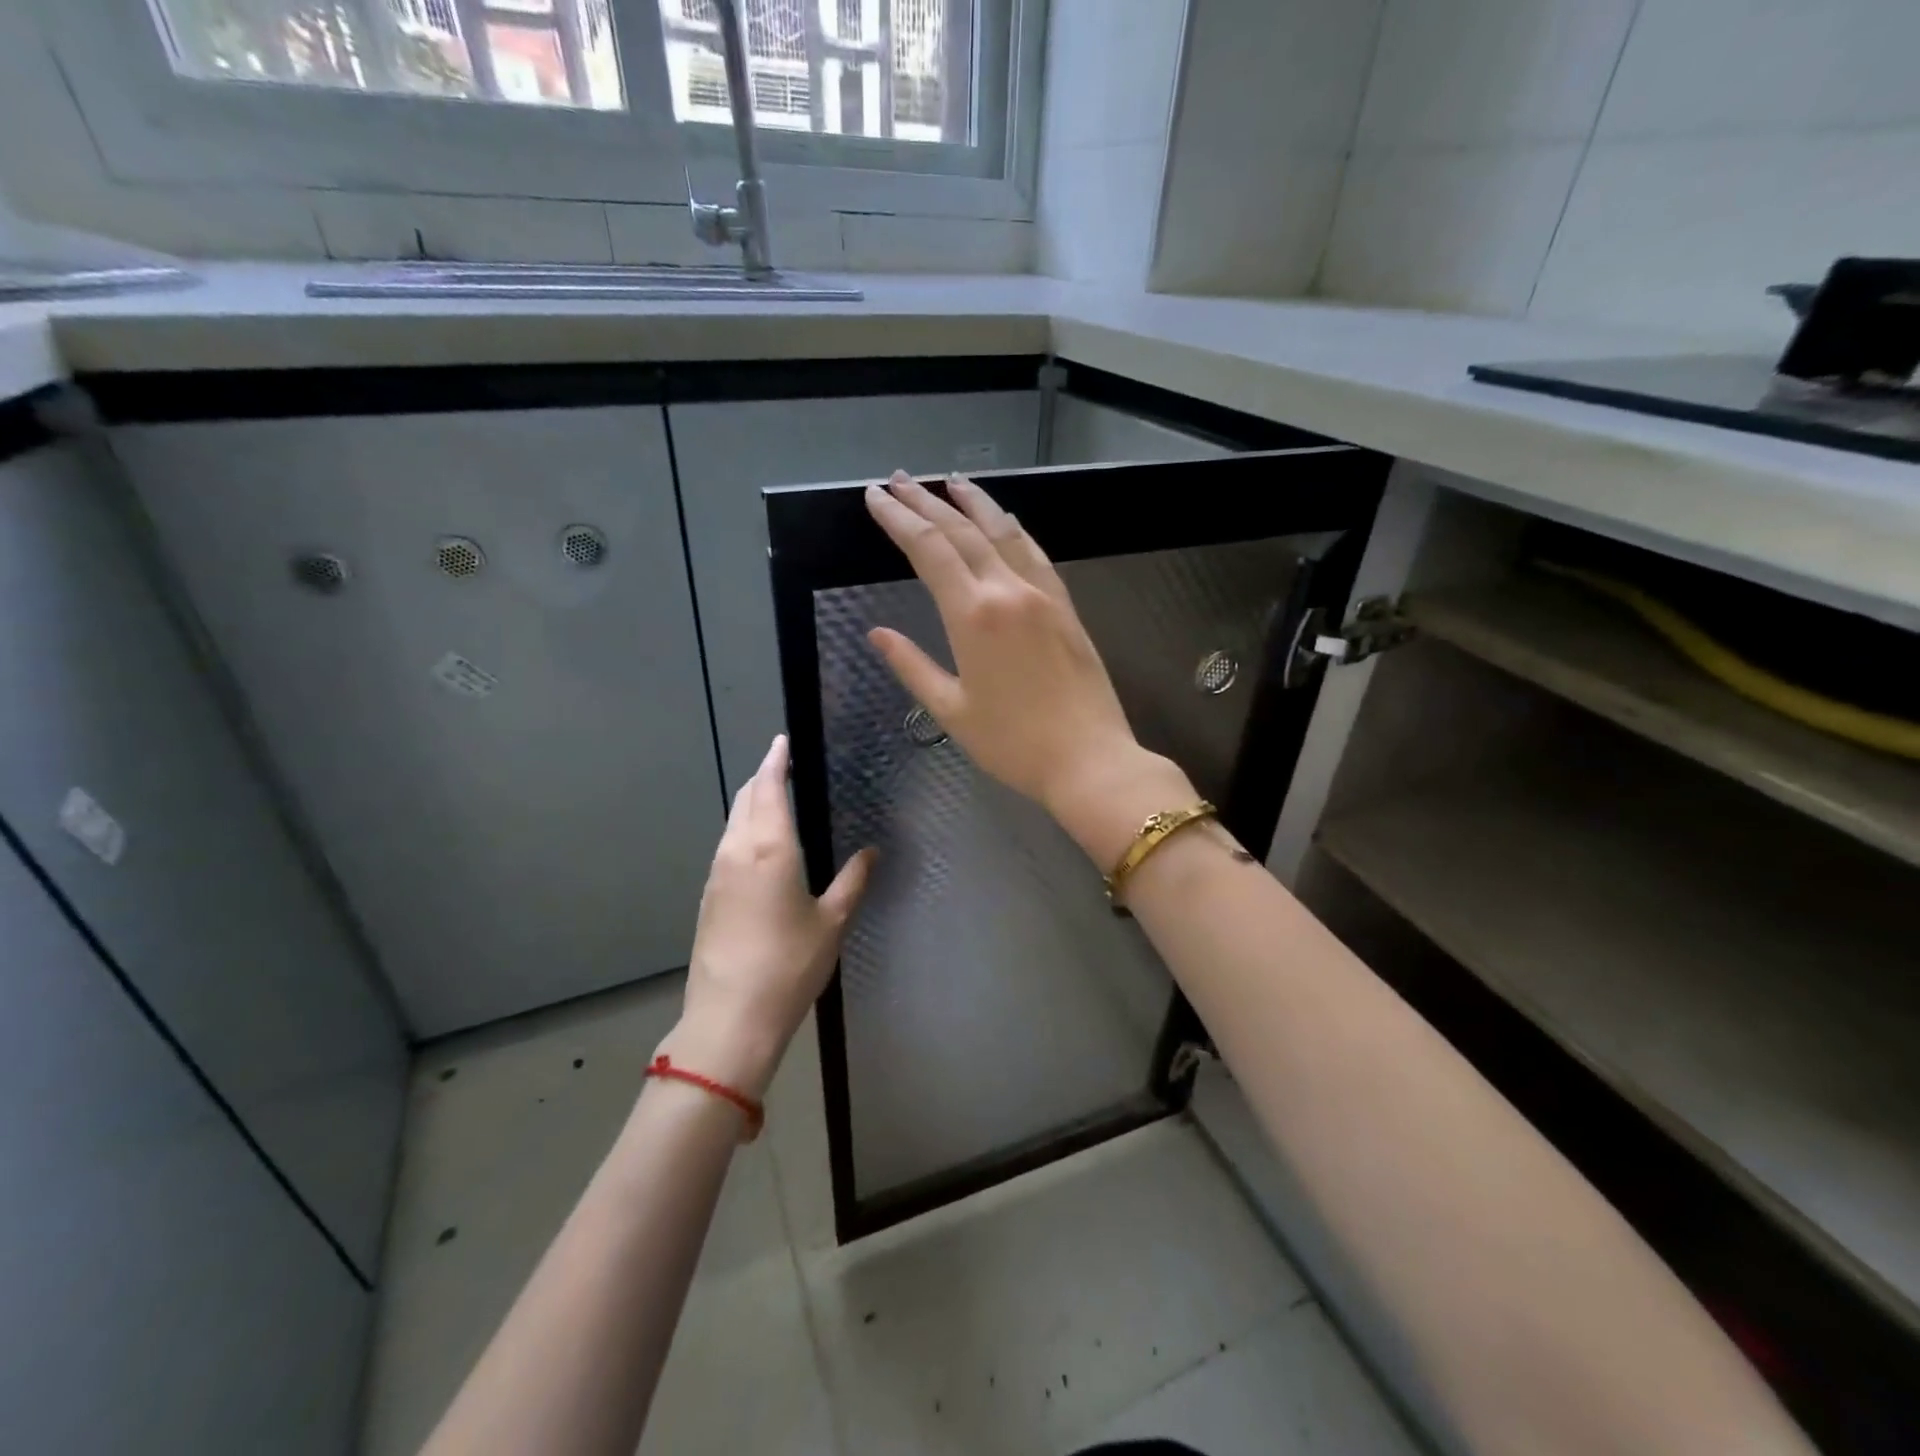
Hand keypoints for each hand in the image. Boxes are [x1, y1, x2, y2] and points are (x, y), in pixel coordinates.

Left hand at [660, 735, 873, 1099]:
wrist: (730, 1017)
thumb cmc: (789, 965)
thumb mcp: (832, 922)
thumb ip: (853, 881)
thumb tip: (872, 852)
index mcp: (770, 848)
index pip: (770, 788)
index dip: (776, 760)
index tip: (783, 740)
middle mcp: (737, 851)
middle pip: (746, 798)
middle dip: (763, 775)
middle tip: (783, 762)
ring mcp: (717, 873)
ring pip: (732, 821)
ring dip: (751, 801)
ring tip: (774, 796)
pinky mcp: (709, 895)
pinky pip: (727, 845)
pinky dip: (743, 828)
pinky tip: (760, 844)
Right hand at [864, 471, 1194, 864]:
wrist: (1090, 760)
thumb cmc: (1013, 744)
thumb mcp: (952, 711)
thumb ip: (912, 666)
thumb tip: (878, 635)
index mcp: (973, 616)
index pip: (928, 550)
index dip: (898, 519)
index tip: (875, 497)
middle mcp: (1008, 591)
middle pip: (962, 531)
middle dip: (926, 501)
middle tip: (899, 480)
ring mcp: (1042, 594)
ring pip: (1003, 532)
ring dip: (974, 502)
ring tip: (949, 481)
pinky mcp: (1065, 606)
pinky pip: (1035, 553)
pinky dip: (1013, 529)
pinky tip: (1004, 519)